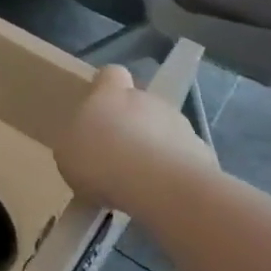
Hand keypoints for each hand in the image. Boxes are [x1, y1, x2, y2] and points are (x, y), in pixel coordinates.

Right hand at [53, 66, 215, 209]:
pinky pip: (184, 158)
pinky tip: (163, 197)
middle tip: (116, 156)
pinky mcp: (202, 152)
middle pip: (139, 104)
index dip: (105, 88)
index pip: (110, 74)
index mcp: (110, 94)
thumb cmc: (102, 161)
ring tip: (141, 183)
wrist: (162, 188)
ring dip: (154, 149)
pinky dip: (174, 173)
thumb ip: (76, 142)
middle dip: (131, 125)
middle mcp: (147, 100)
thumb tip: (84, 146)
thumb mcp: (68, 154)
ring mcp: (179, 124)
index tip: (98, 109)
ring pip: (163, 130)